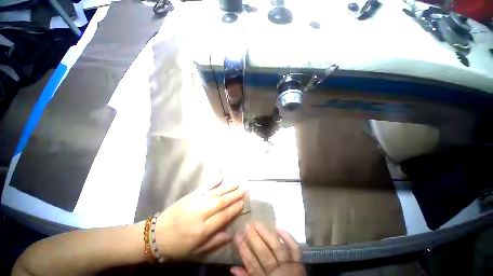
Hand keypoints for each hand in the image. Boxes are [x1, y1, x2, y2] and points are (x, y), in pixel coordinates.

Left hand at [156, 180, 244, 258]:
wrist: (154, 235)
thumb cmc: (176, 246)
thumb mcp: (196, 251)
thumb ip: (214, 242)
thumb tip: (231, 235)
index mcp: (202, 230)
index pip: (223, 217)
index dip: (234, 209)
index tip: (242, 203)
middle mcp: (200, 214)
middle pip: (220, 202)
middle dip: (234, 196)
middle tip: (243, 190)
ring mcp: (194, 203)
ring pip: (214, 193)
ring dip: (227, 188)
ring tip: (236, 183)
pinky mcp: (189, 196)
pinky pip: (203, 188)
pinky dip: (213, 183)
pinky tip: (220, 178)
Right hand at [231, 222, 304, 275]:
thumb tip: (233, 268)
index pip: (251, 263)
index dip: (243, 248)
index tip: (237, 235)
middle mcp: (277, 271)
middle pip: (263, 253)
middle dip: (253, 238)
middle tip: (247, 225)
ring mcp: (289, 265)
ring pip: (276, 247)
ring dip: (266, 234)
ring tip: (257, 223)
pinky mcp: (299, 262)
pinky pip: (294, 248)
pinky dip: (288, 238)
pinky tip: (278, 228)